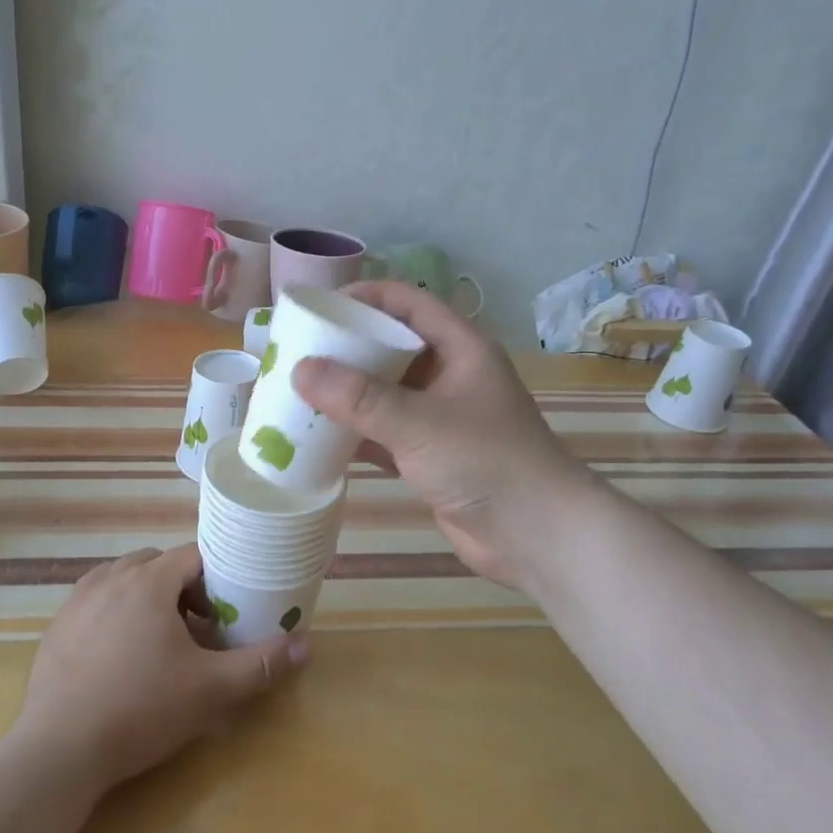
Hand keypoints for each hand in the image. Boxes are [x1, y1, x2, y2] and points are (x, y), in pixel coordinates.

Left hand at [14, 545, 309, 793]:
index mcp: (148, 581)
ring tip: (158, 640)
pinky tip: (118, 657)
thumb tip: (306, 646)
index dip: (215, 578)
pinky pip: (94, 602)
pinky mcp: (56, 627)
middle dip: (181, 587)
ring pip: (122, 579)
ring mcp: (77, 601)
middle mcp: (110, 578)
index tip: (226, 610)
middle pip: (156, 563)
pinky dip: (114, 613)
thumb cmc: (141, 710)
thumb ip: (260, 664)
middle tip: (197, 628)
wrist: (59, 751)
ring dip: (146, 596)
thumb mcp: (210, 690)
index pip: (192, 556)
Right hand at [292, 280, 582, 590]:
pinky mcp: (430, 455)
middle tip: (298, 351)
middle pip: (390, 347)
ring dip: (346, 394)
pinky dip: (354, 434)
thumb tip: (299, 369)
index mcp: (460, 348)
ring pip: (384, 393)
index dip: (364, 298)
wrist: (535, 534)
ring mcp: (439, 417)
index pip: (407, 303)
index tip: (317, 308)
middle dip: (346, 348)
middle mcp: (449, 375)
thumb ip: (359, 398)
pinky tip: (317, 438)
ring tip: (297, 391)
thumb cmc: (485, 461)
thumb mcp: (418, 423)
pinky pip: (383, 433)